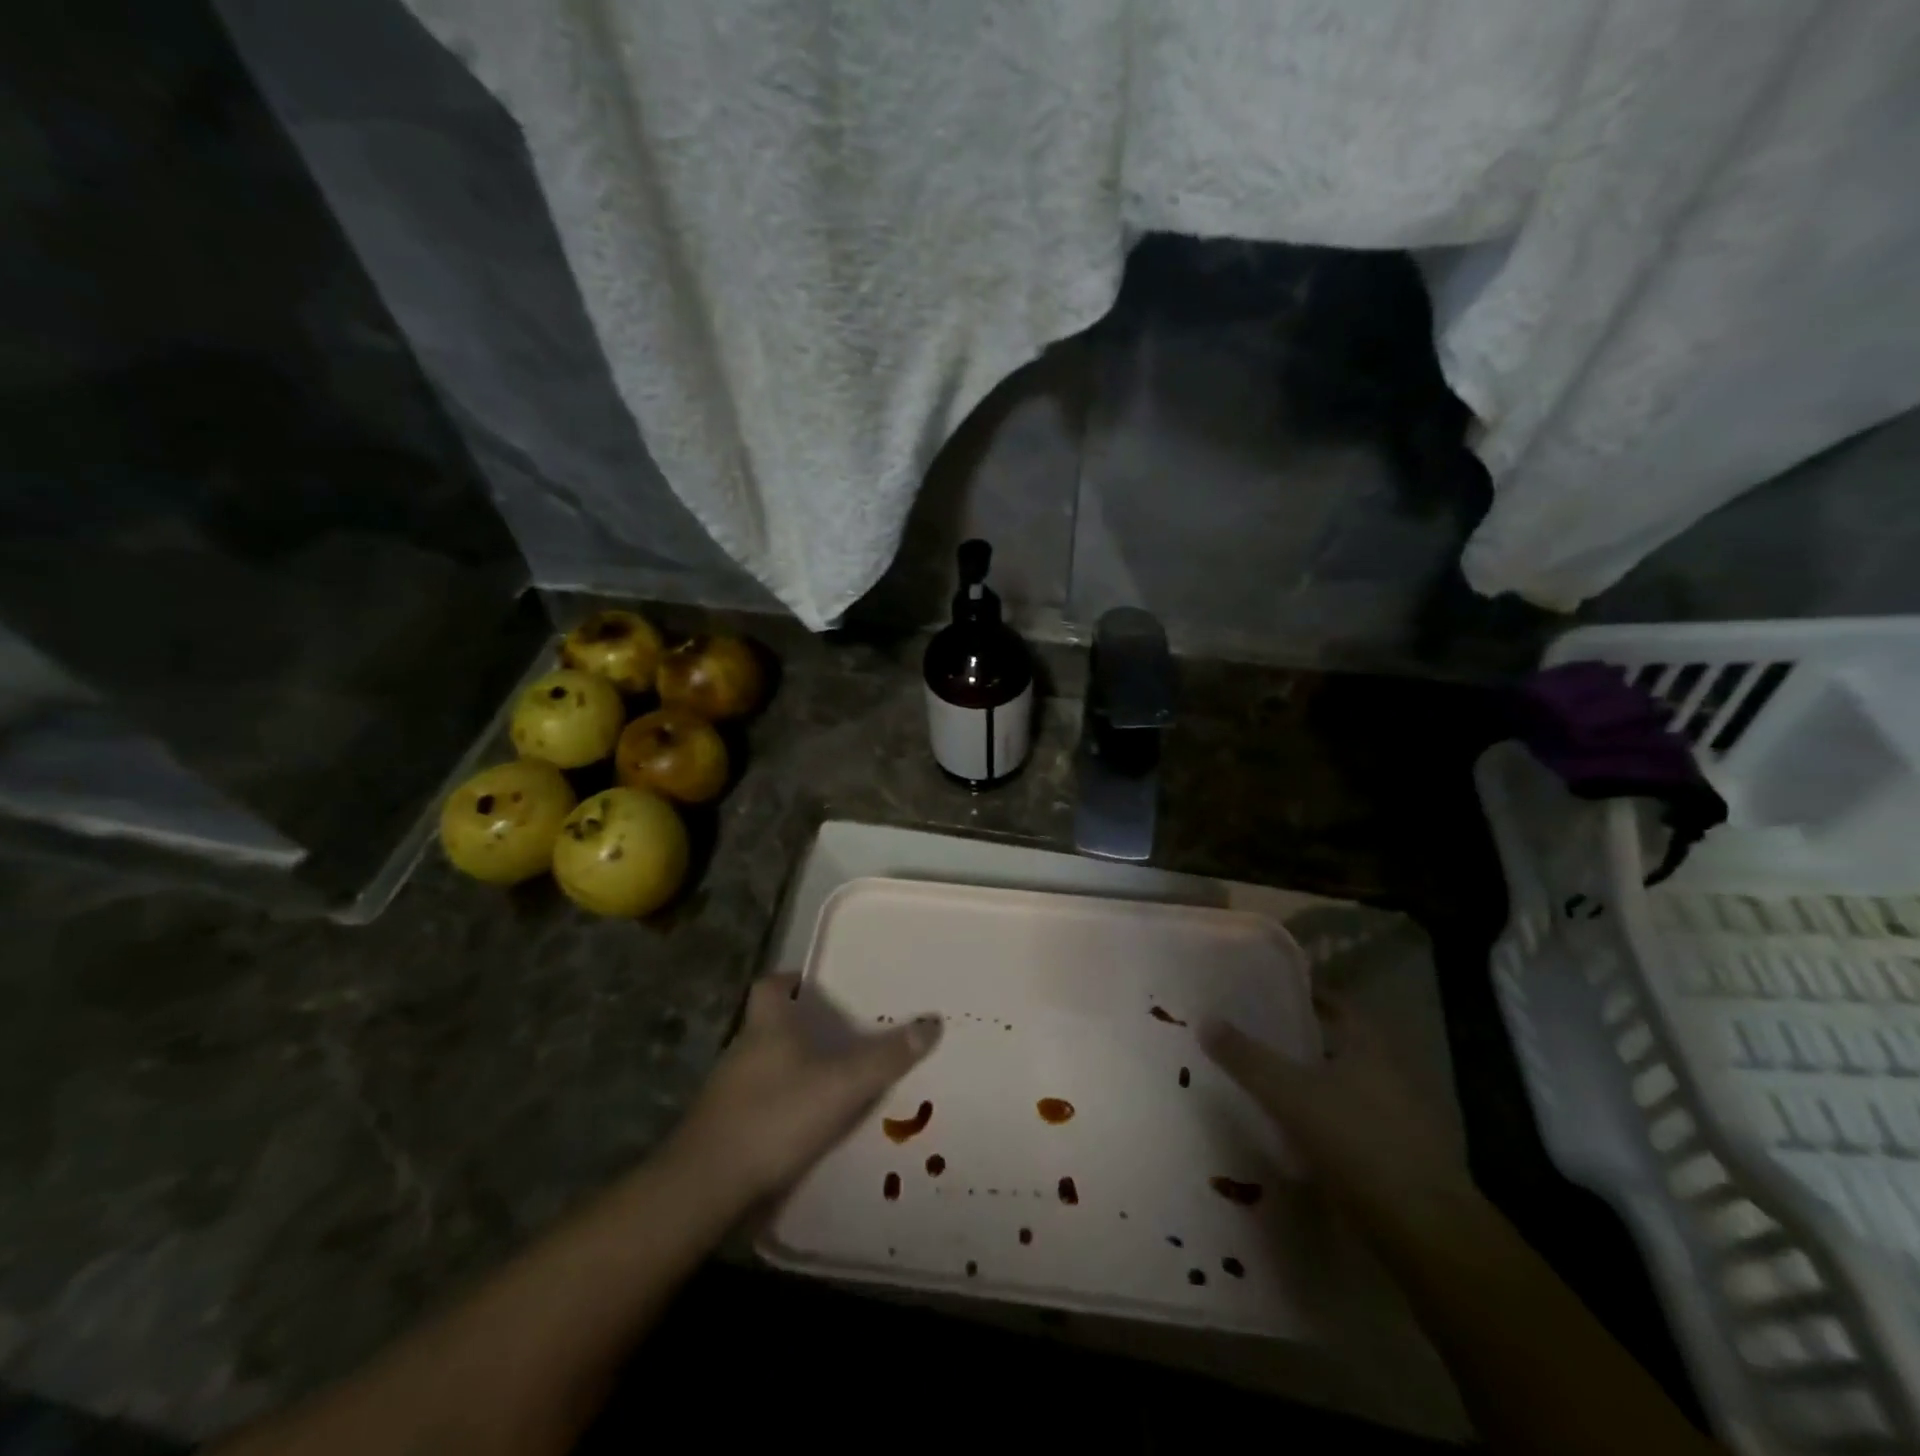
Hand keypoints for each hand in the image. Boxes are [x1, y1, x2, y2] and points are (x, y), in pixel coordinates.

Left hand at [670, 974, 939, 1202]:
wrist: (707, 1185)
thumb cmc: (776, 1116)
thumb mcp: (843, 1085)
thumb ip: (887, 1057)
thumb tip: (931, 1023)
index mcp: (767, 1025)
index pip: (770, 984)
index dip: (790, 980)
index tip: (816, 986)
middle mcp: (743, 1048)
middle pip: (770, 1025)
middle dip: (800, 1028)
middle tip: (839, 1037)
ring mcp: (727, 1090)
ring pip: (763, 1065)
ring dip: (791, 1069)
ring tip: (830, 1083)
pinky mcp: (722, 1127)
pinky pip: (756, 1103)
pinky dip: (778, 1106)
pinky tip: (802, 1127)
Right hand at [1202, 994, 1474, 1224]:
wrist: (1426, 1230)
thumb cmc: (1357, 1141)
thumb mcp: (1289, 1094)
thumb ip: (1246, 1058)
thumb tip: (1206, 1020)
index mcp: (1370, 1045)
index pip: (1335, 1003)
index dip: (1303, 995)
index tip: (1267, 993)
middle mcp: (1393, 1072)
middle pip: (1342, 1045)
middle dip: (1305, 1041)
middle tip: (1260, 1038)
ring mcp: (1406, 1117)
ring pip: (1351, 1087)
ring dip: (1318, 1085)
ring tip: (1274, 1087)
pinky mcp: (1407, 1158)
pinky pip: (1359, 1124)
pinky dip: (1332, 1122)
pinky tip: (1304, 1137)